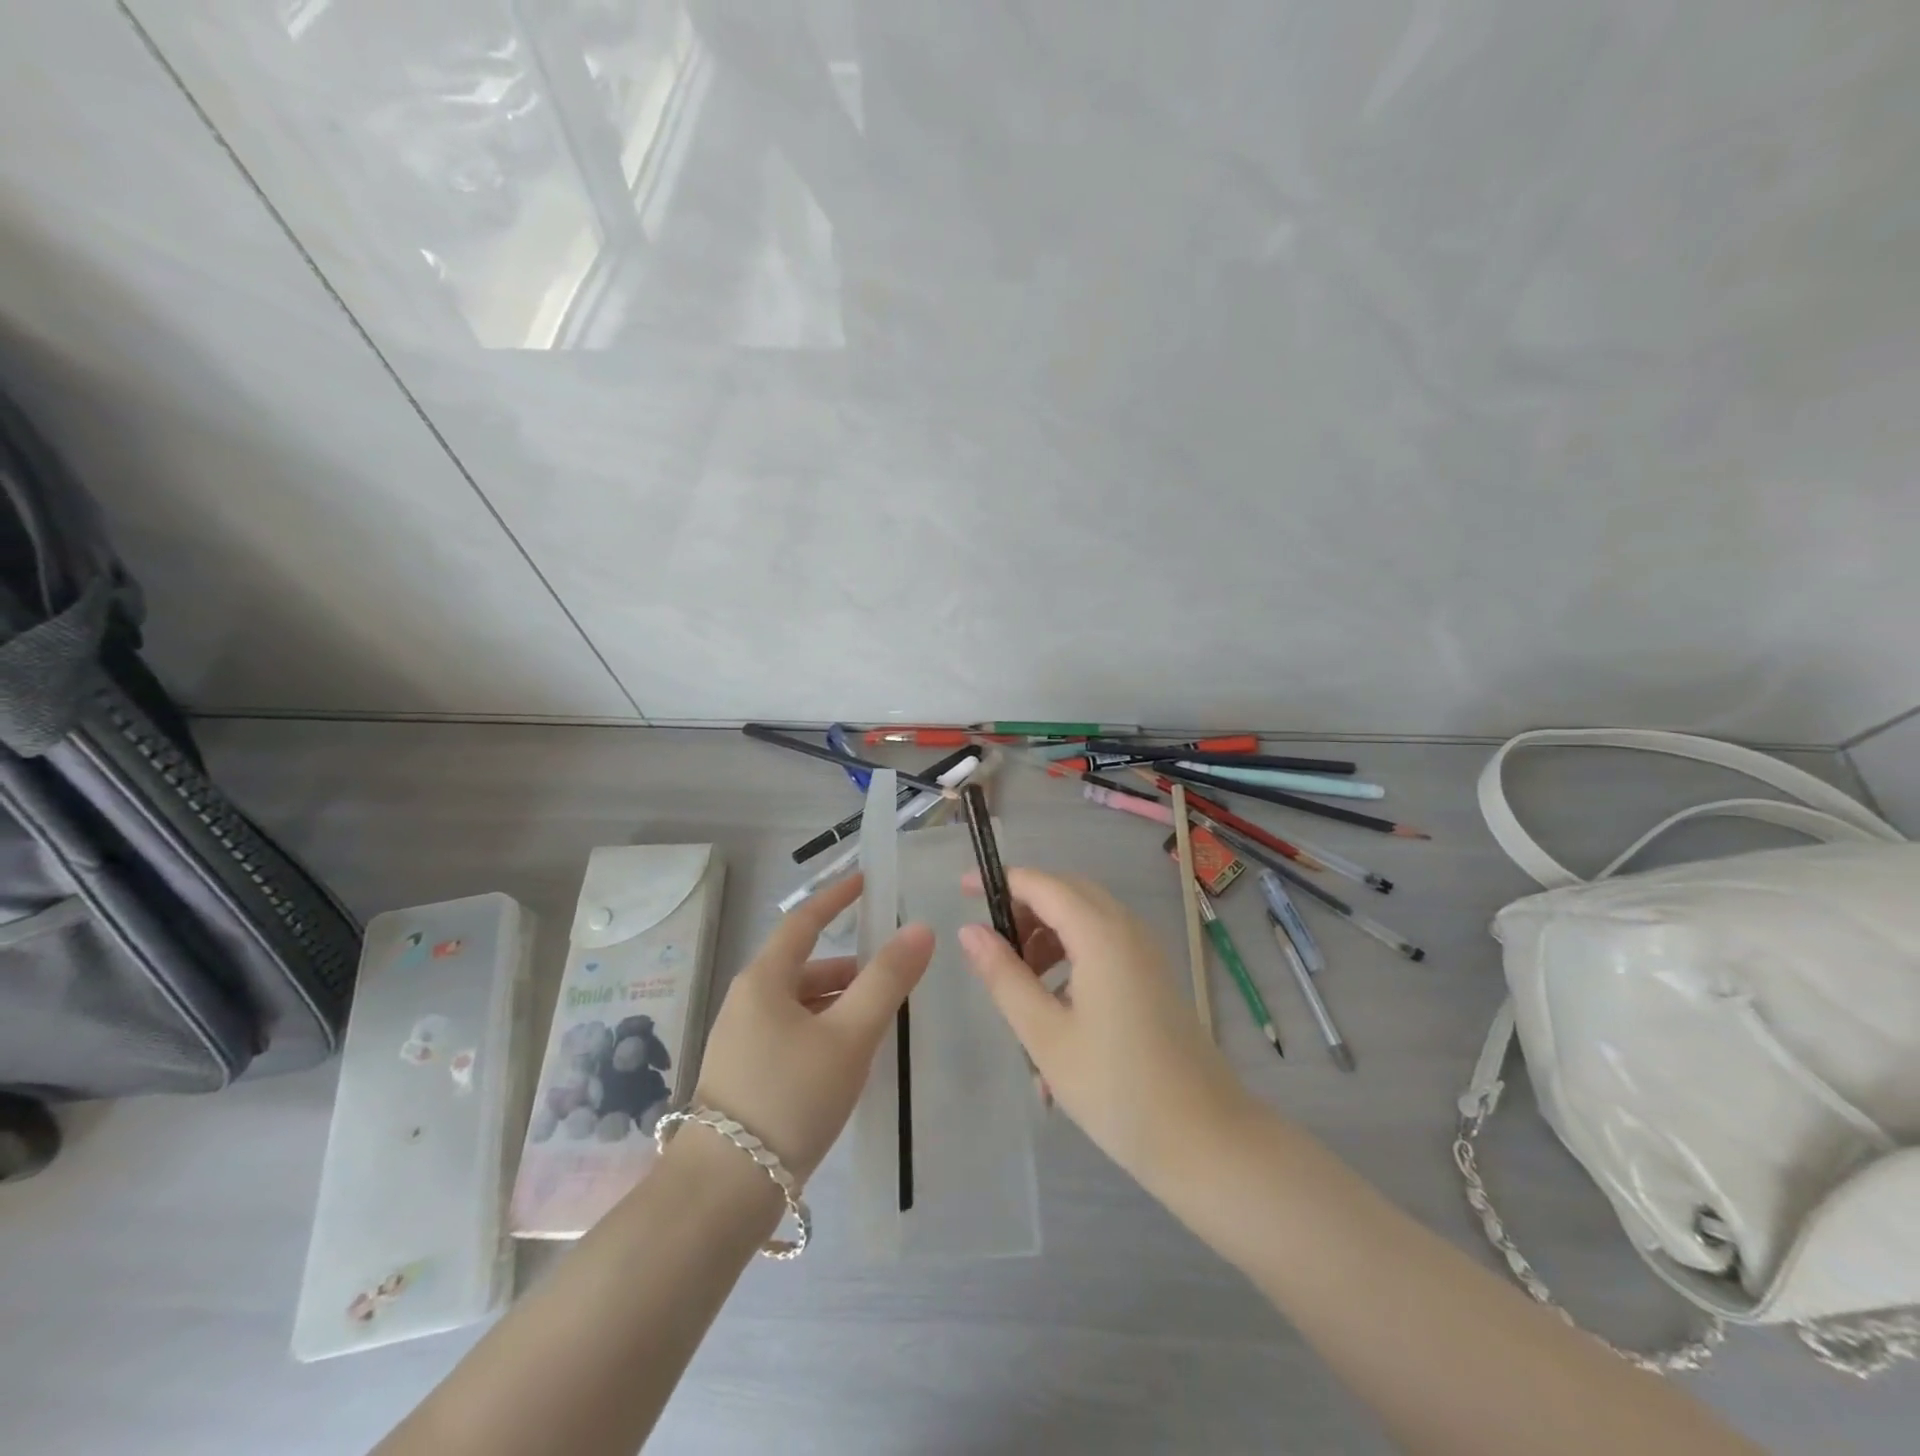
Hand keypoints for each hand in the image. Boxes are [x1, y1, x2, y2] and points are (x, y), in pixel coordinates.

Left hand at [692, 873, 931, 1184]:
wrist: (721, 1194)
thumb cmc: (789, 1098)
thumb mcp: (849, 1036)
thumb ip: (887, 981)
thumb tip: (920, 929)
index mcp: (764, 980)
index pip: (804, 921)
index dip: (837, 897)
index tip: (866, 880)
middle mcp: (747, 1001)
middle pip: (805, 967)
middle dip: (850, 968)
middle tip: (894, 978)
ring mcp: (741, 1041)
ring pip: (800, 1005)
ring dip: (838, 1005)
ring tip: (879, 1024)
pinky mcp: (744, 1076)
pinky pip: (792, 1035)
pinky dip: (823, 1033)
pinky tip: (846, 1063)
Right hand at [958, 868, 1250, 1186]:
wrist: (1206, 1140)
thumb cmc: (1116, 1088)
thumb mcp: (1045, 1034)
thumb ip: (1004, 976)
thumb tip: (970, 931)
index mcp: (1101, 934)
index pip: (1042, 884)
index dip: (1000, 881)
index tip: (961, 893)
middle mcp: (1127, 930)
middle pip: (1066, 894)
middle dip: (1024, 911)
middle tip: (992, 947)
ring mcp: (1145, 953)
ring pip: (1086, 921)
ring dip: (1047, 938)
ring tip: (1021, 987)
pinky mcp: (1153, 977)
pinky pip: (1104, 946)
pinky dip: (1072, 959)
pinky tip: (1056, 1011)